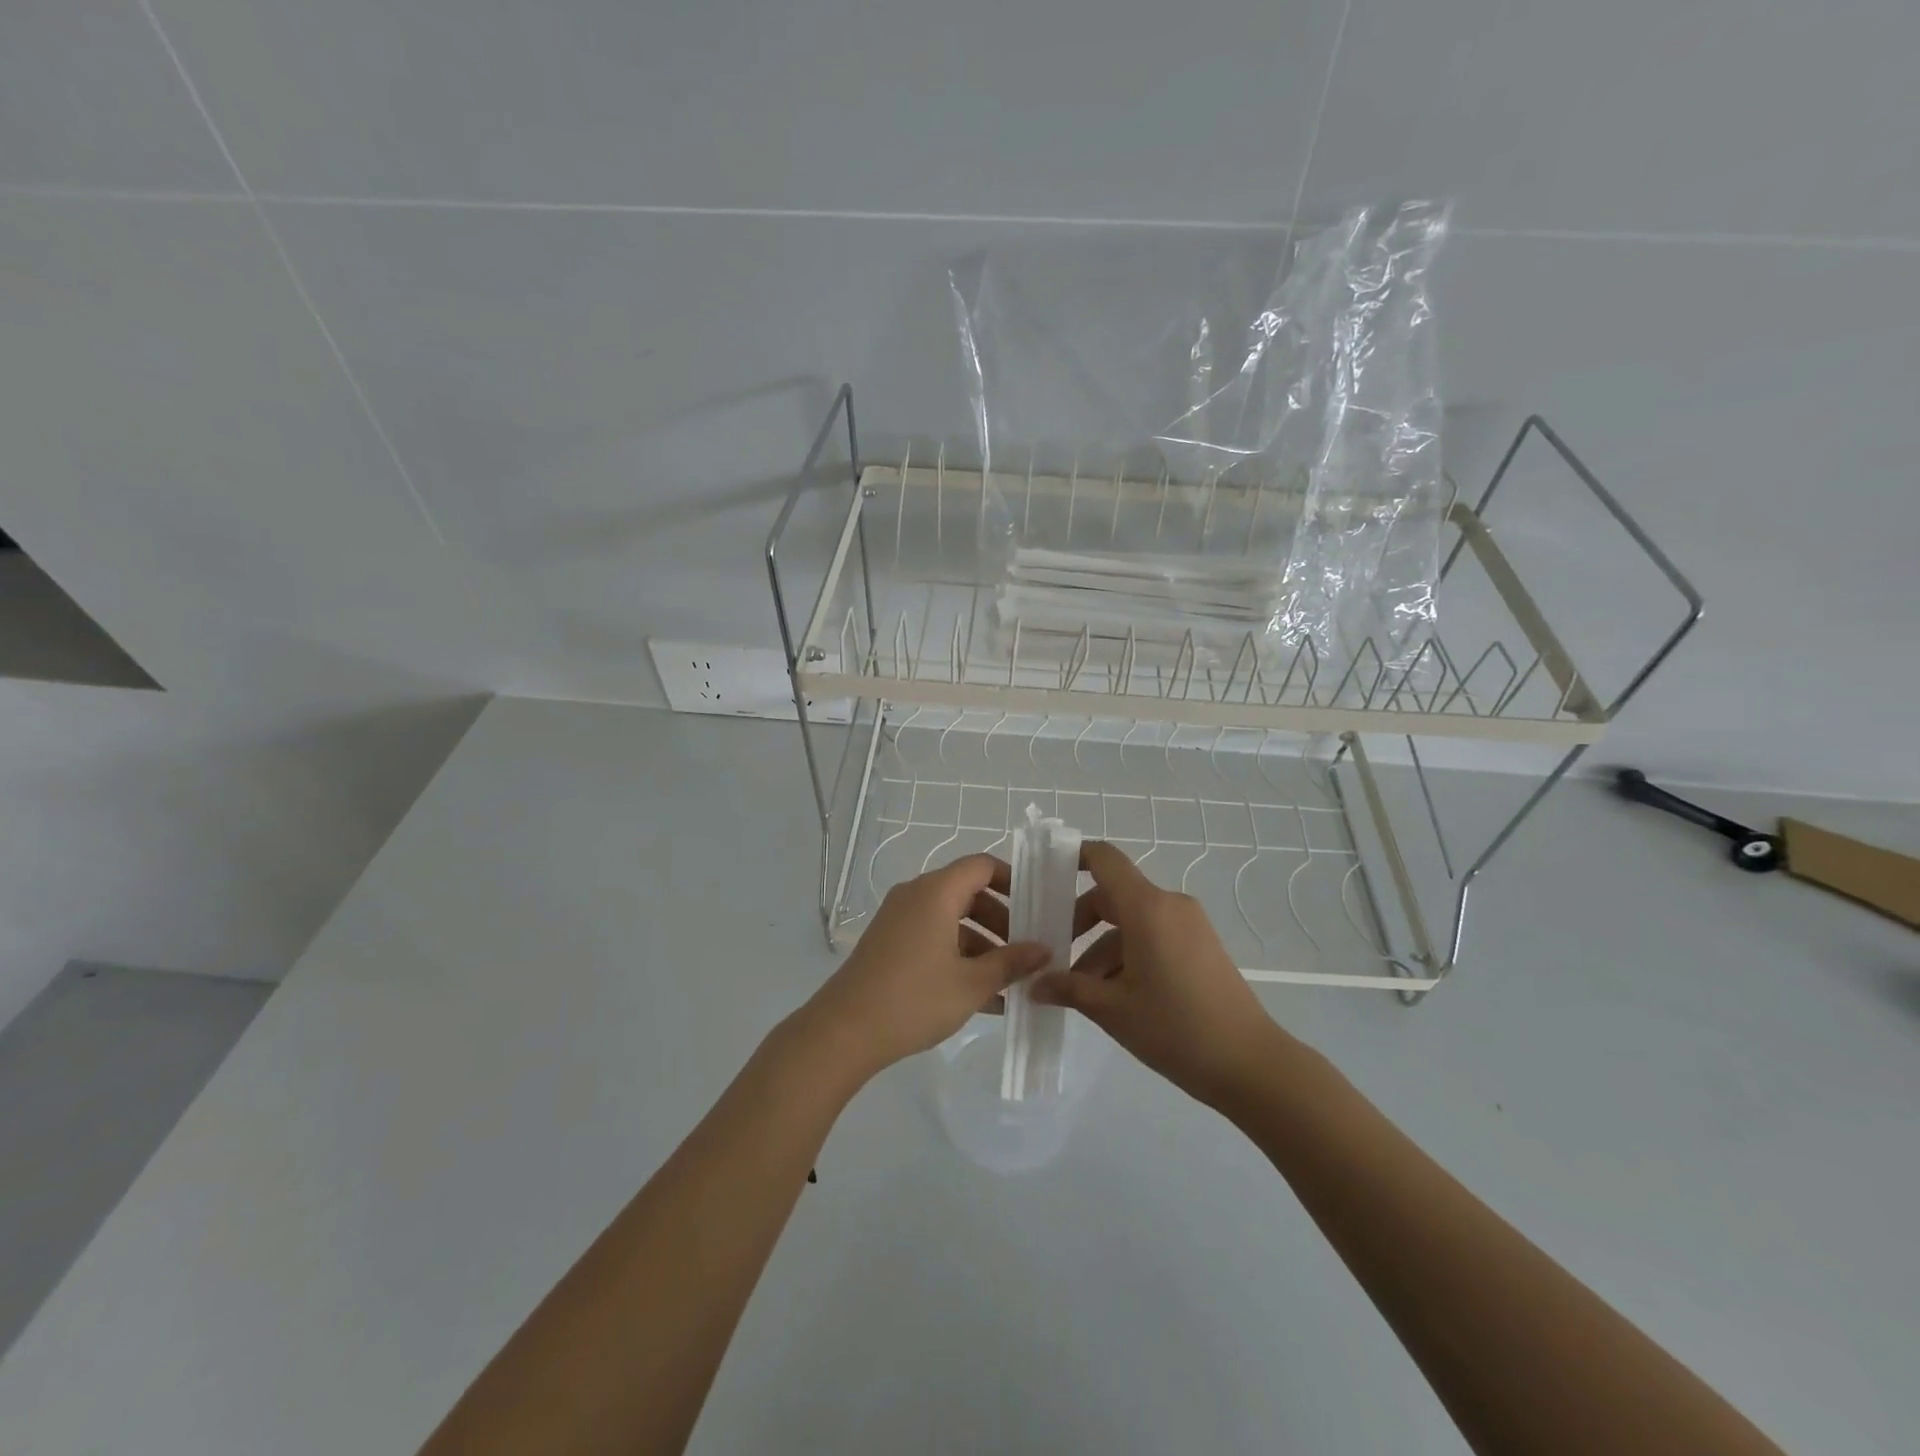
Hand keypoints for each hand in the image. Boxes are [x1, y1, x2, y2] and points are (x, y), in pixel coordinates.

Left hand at [800, 854, 1048, 1082]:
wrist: (845, 1031)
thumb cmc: (915, 998)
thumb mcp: (972, 983)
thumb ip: (1011, 962)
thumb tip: (1044, 950)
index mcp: (936, 892)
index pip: (982, 866)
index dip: (1013, 880)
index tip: (1037, 906)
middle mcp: (916, 896)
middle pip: (968, 893)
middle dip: (1002, 920)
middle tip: (1027, 950)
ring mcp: (899, 920)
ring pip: (951, 919)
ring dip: (982, 944)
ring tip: (1009, 981)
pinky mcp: (889, 945)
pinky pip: (933, 938)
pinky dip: (958, 957)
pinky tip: (983, 997)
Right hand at [1033, 842, 1285, 1107]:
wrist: (1251, 1065)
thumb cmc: (1176, 1028)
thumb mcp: (1112, 1010)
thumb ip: (1069, 989)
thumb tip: (1035, 984)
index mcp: (1147, 908)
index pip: (1104, 859)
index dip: (1073, 857)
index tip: (1045, 876)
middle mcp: (1169, 905)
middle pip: (1112, 896)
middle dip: (1079, 923)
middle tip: (1054, 956)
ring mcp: (1189, 925)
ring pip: (1131, 922)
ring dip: (1101, 948)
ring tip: (1081, 991)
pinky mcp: (1200, 947)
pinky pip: (1153, 936)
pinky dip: (1128, 955)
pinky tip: (1114, 996)